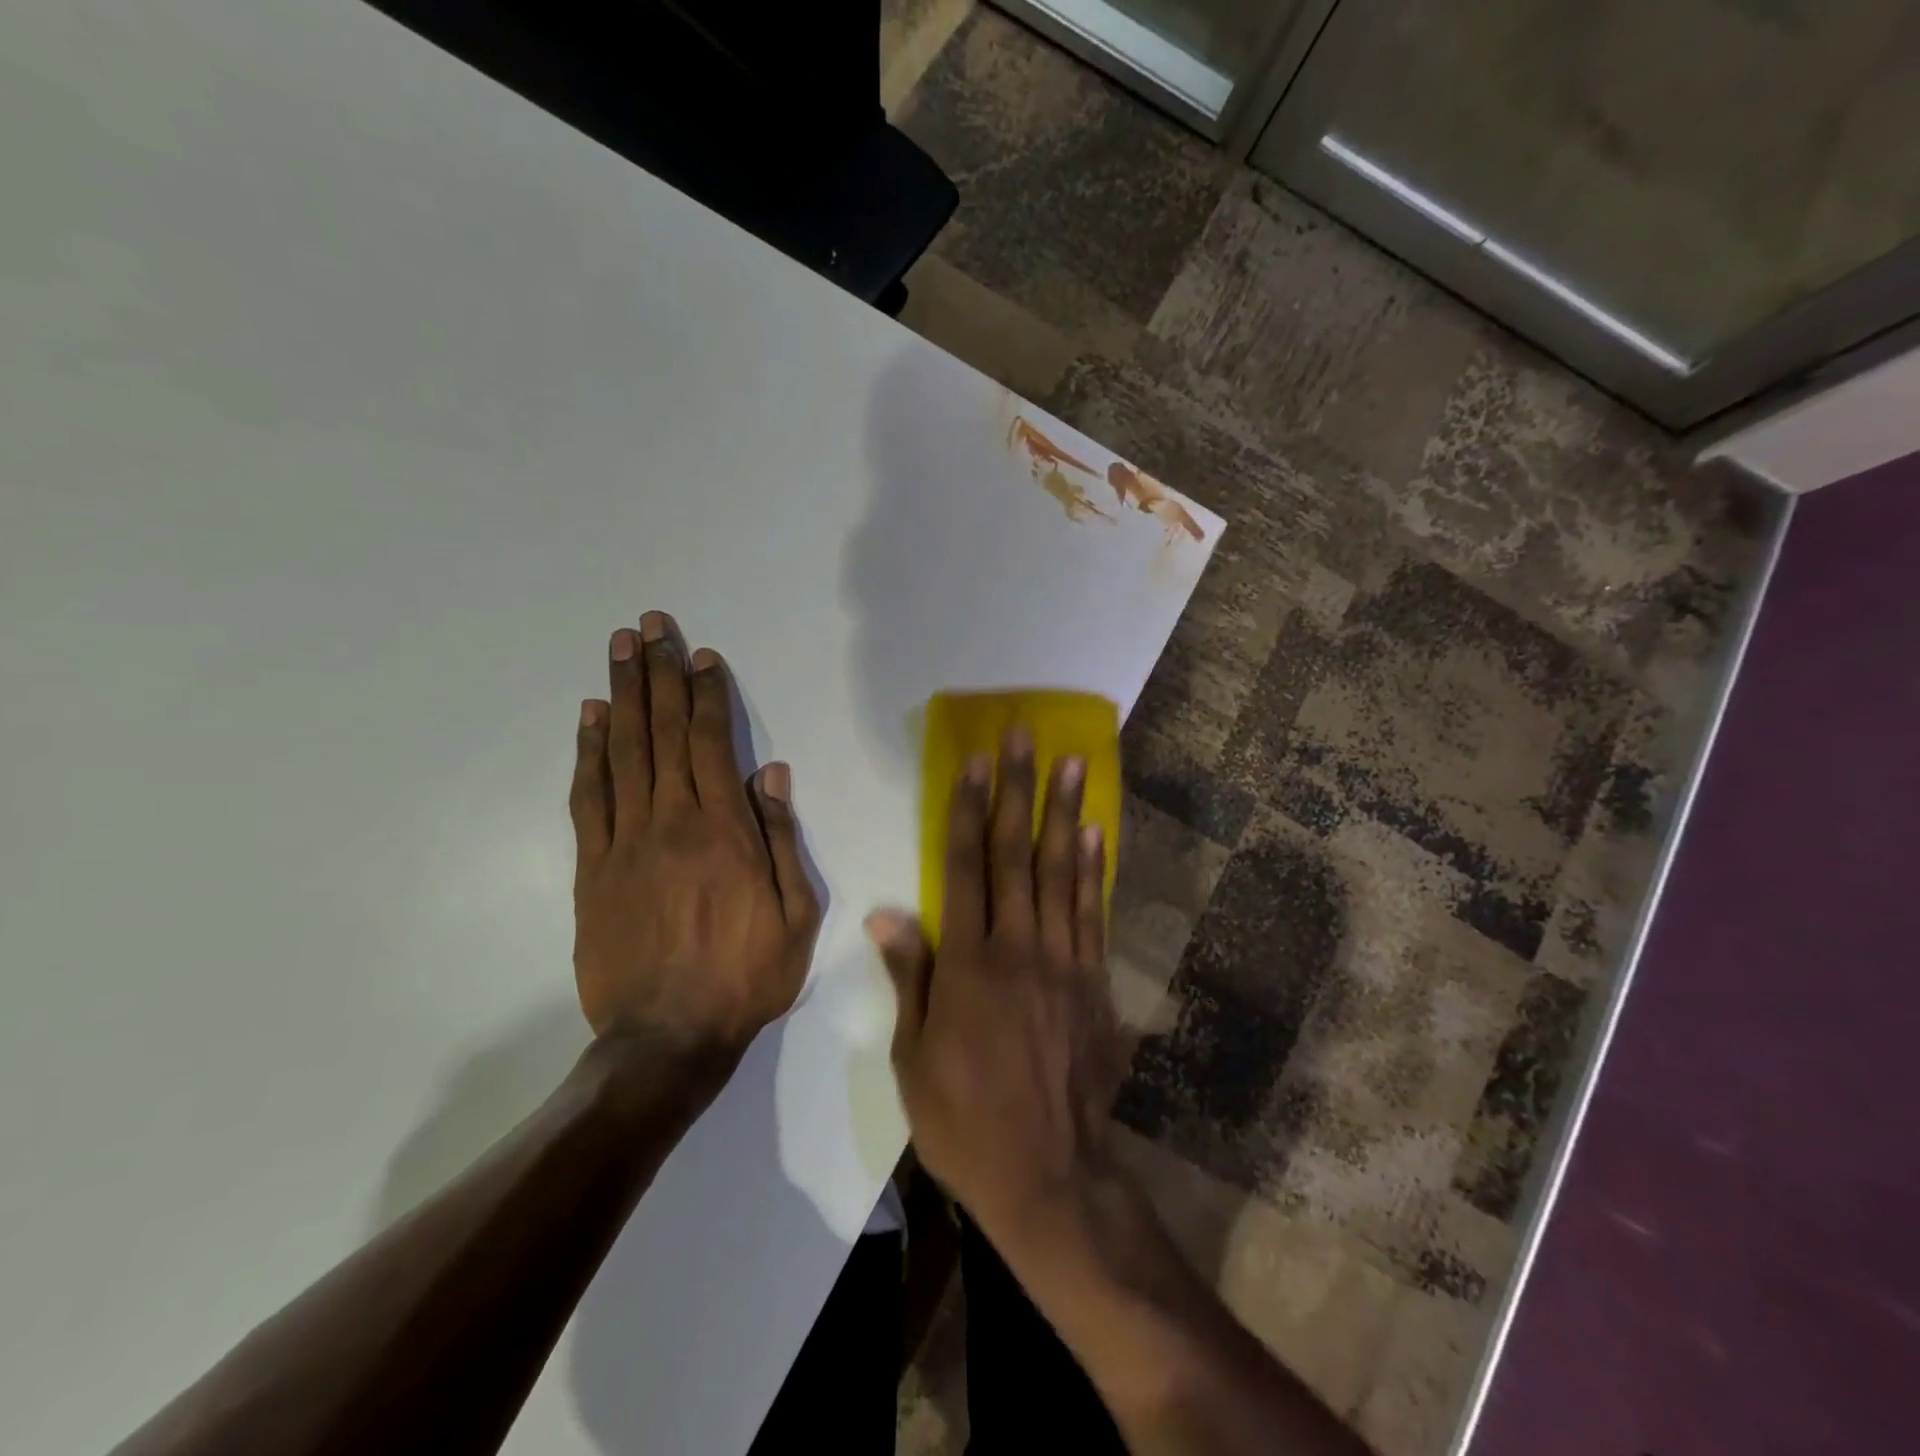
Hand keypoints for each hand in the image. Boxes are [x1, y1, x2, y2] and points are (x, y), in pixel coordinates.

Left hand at [570, 611, 819, 1059]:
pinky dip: (588, 752)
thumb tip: (773, 775)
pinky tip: (589, 717)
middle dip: (658, 674)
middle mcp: (672, 822)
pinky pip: (589, 797)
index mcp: (725, 831)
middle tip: (648, 625)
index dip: (706, 695)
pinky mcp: (593, 868)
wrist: (668, 1038)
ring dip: (621, 696)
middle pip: (663, 733)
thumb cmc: (746, 976)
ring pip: (623, 753)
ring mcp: (626, 842)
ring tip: (618, 649)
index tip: (700, 655)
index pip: (712, 744)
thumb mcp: (796, 915)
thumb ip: (782, 840)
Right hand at [868, 726, 1124, 1237]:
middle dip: (1019, 791)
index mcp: (969, 966)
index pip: (966, 870)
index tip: (977, 764)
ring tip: (1072, 764)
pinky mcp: (1095, 982)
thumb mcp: (914, 1059)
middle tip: (1026, 738)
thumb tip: (887, 914)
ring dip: (1065, 813)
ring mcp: (1064, 962)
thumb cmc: (965, 1121)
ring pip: (1062, 873)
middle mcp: (1019, 949)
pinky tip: (1095, 833)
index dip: (970, 812)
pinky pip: (1093, 913)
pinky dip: (1094, 869)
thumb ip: (910, 977)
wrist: (1050, 1175)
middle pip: (1018, 856)